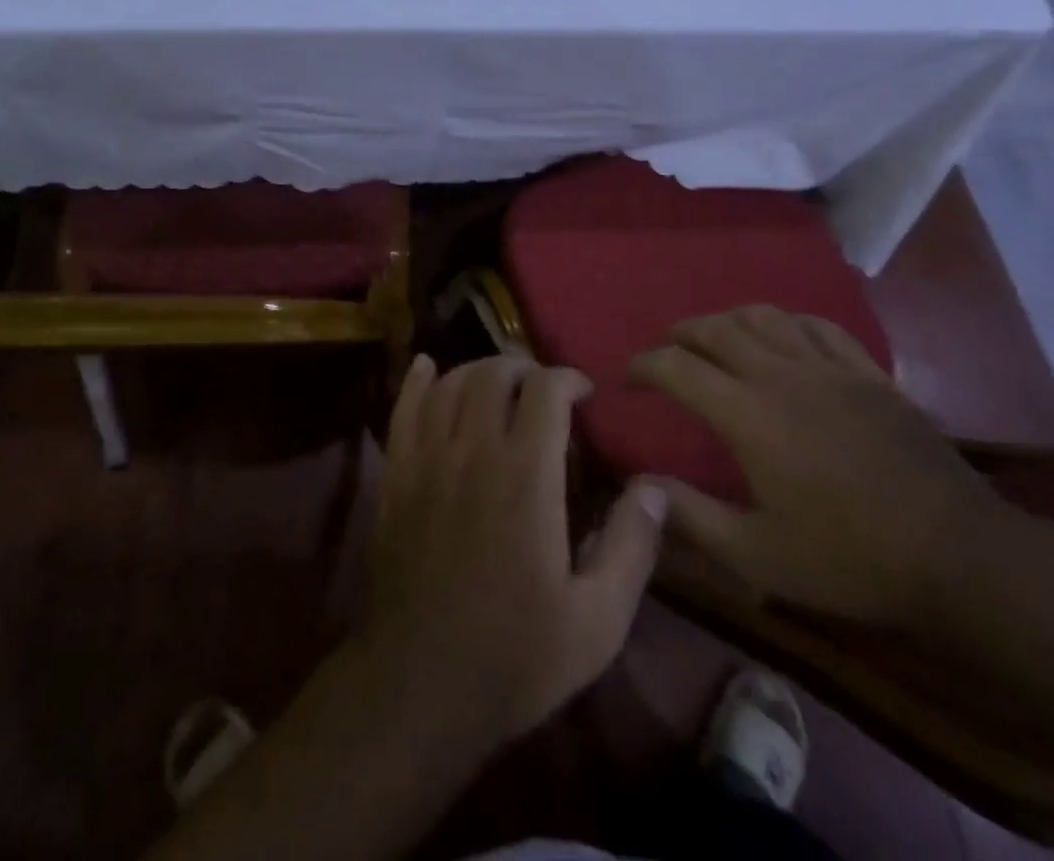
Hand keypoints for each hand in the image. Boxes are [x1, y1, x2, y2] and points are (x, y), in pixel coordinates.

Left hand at [364, 354, 667, 746]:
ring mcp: (428, 461)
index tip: (584, 392)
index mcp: (526, 479)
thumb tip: (656, 490)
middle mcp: (474, 453)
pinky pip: (402, 410)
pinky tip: (427, 367)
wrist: (419, 686)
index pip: (545, 392)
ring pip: (450, 384)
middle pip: (493, 375)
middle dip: (523, 366)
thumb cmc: (515, 656)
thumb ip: (631, 548)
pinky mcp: (396, 476)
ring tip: (497, 381)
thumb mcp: (597, 622)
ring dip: (477, 369)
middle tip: (541, 386)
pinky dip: (416, 381)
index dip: (567, 378)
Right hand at [631, 306, 1003, 629]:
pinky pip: (816, 325)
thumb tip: (640, 487)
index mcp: (746, 414)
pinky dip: (785, 322)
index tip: (629, 379)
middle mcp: (779, 375)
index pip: (676, 366)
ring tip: (715, 339)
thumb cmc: (849, 559)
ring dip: (727, 320)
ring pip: (762, 316)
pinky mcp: (867, 372)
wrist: (959, 556)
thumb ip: (691, 517)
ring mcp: (827, 367)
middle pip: (714, 328)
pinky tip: (783, 337)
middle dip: (679, 334)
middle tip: (666, 352)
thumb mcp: (757, 555)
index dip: (643, 365)